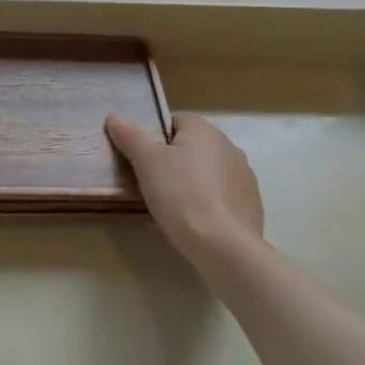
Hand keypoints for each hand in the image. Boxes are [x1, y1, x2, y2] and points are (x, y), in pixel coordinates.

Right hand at [105, 112, 263, 261]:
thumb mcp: (146, 162)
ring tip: (168, 211)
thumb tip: (113, 117)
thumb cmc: (181, 194)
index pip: (174, 122)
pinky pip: (219, 200)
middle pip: (190, 150)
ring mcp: (244, 178)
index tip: (142, 162)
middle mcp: (228, 147)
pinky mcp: (250, 207)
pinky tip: (190, 227)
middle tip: (150, 187)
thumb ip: (130, 136)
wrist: (224, 247)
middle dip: (171, 165)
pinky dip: (204, 208)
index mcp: (204, 130)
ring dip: (188, 187)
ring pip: (205, 176)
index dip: (155, 140)